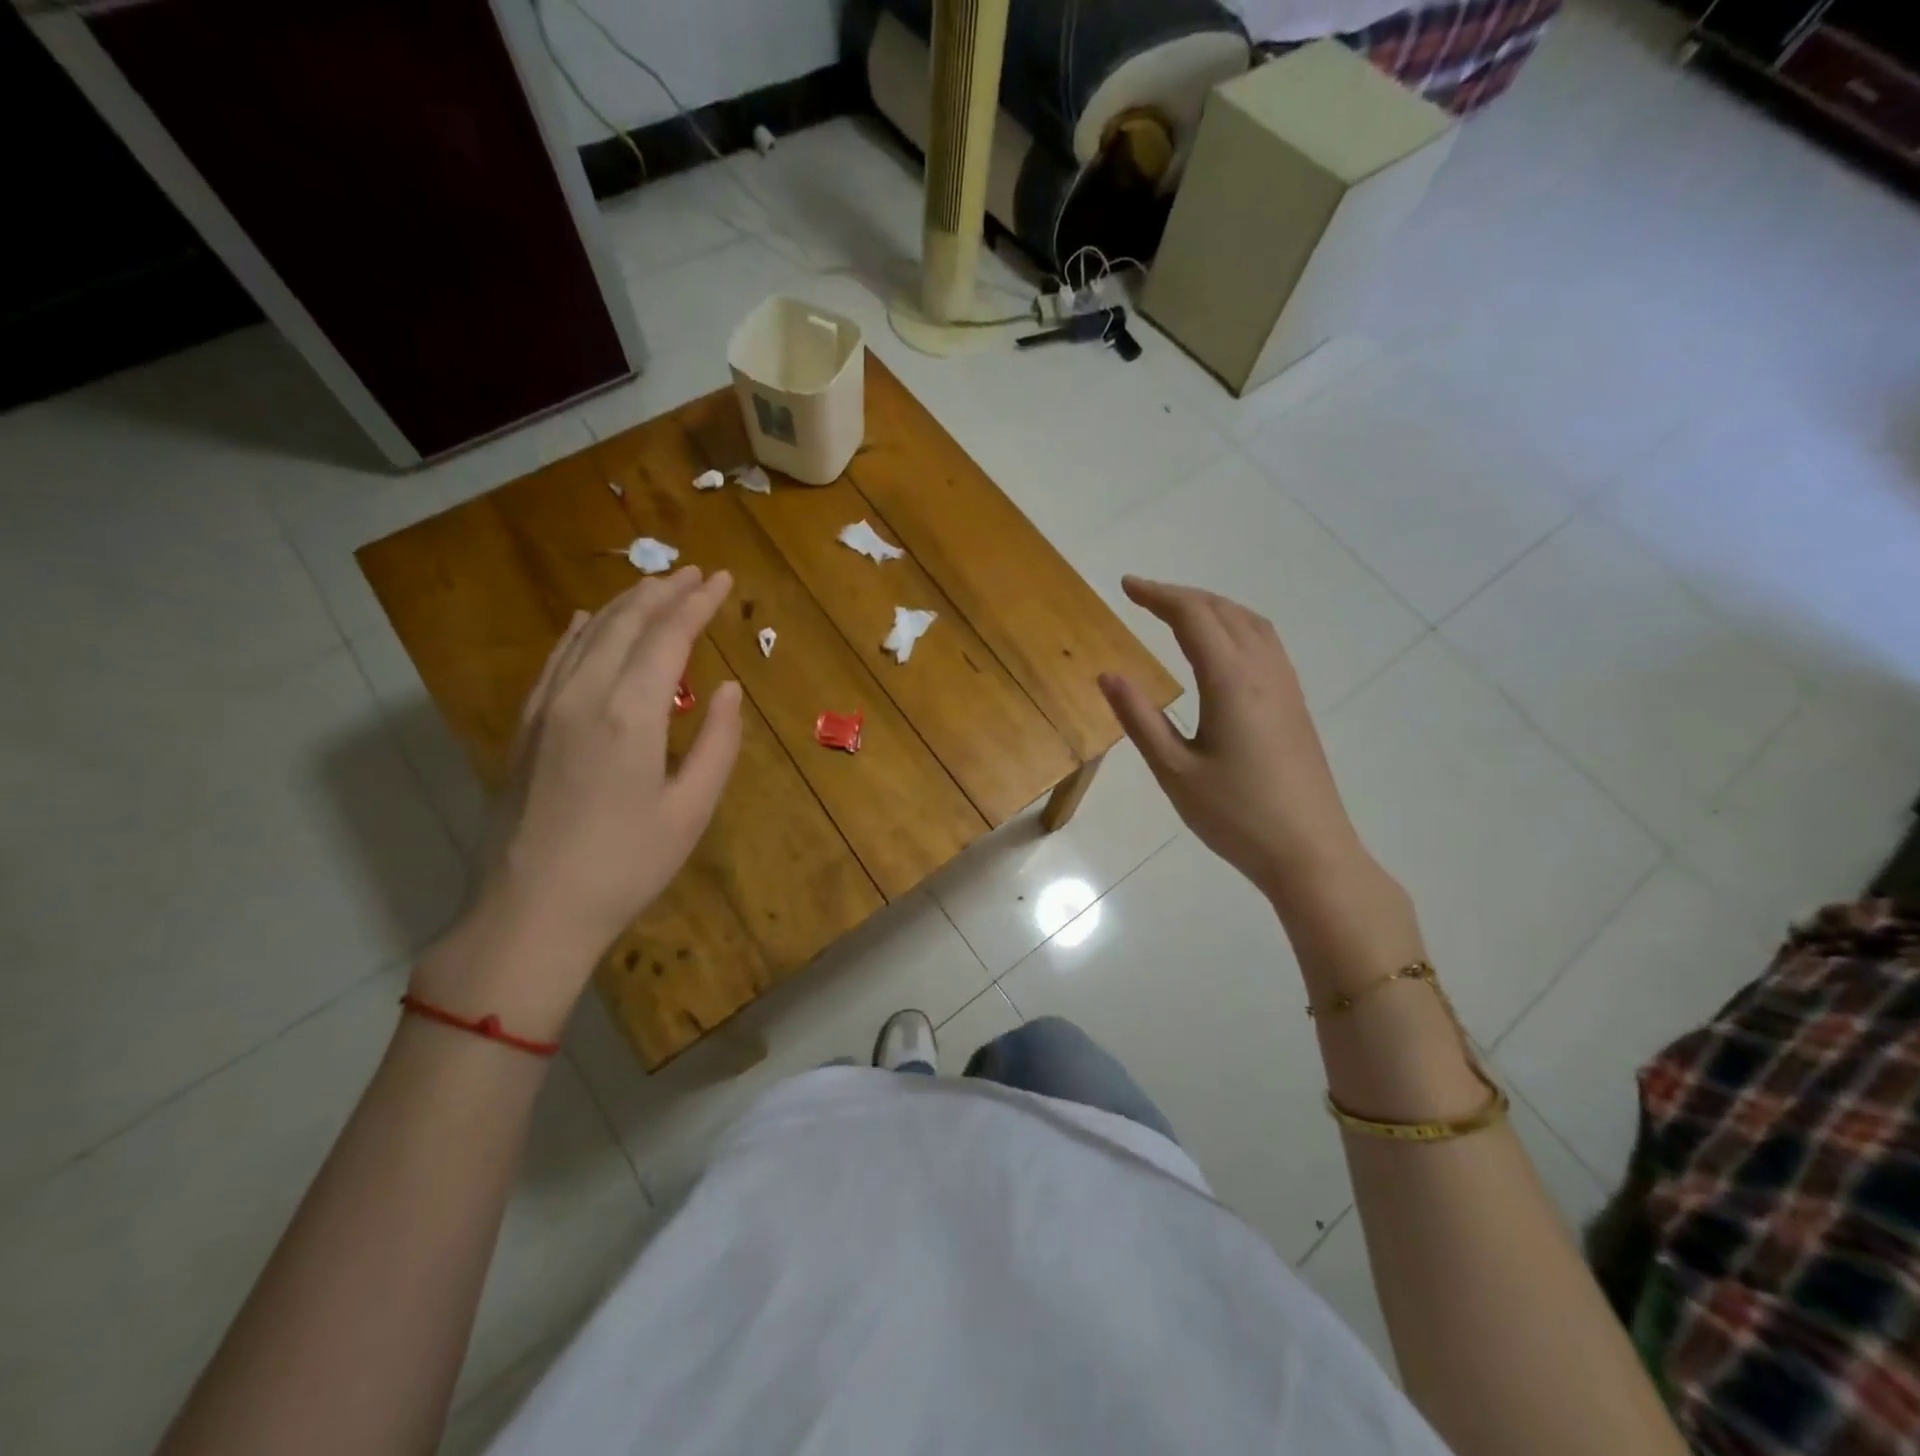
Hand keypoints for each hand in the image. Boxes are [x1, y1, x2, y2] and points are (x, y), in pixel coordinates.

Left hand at [416, 569, 742, 1032]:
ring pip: (588, 634)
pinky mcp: (525, 726)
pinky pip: (554, 659)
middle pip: (625, 623)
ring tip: (655, 587)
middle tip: (694, 574)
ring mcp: (545, 707)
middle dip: (663, 592)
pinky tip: (588, 621)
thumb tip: (727, 690)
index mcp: (630, 712)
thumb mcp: (691, 810)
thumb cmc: (626, 865)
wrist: (531, 911)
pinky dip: (579, 632)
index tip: (721, 579)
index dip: (697, 603)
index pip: (668, 636)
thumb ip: (717, 742)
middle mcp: (583, 694)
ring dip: (624, 605)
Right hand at [1098, 578, 1369, 913]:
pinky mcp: (1295, 703)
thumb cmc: (1235, 816)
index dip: (1158, 595)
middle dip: (1181, 596)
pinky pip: (1265, 642)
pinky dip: (1235, 625)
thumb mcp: (1174, 771)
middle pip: (1223, 611)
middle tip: (1143, 596)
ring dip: (1212, 607)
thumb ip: (1140, 719)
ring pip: (1250, 623)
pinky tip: (1222, 646)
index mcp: (1230, 681)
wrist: (1310, 852)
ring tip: (1178, 612)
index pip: (1193, 617)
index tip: (1126, 586)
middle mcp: (1263, 671)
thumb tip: (1108, 674)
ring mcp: (1286, 686)